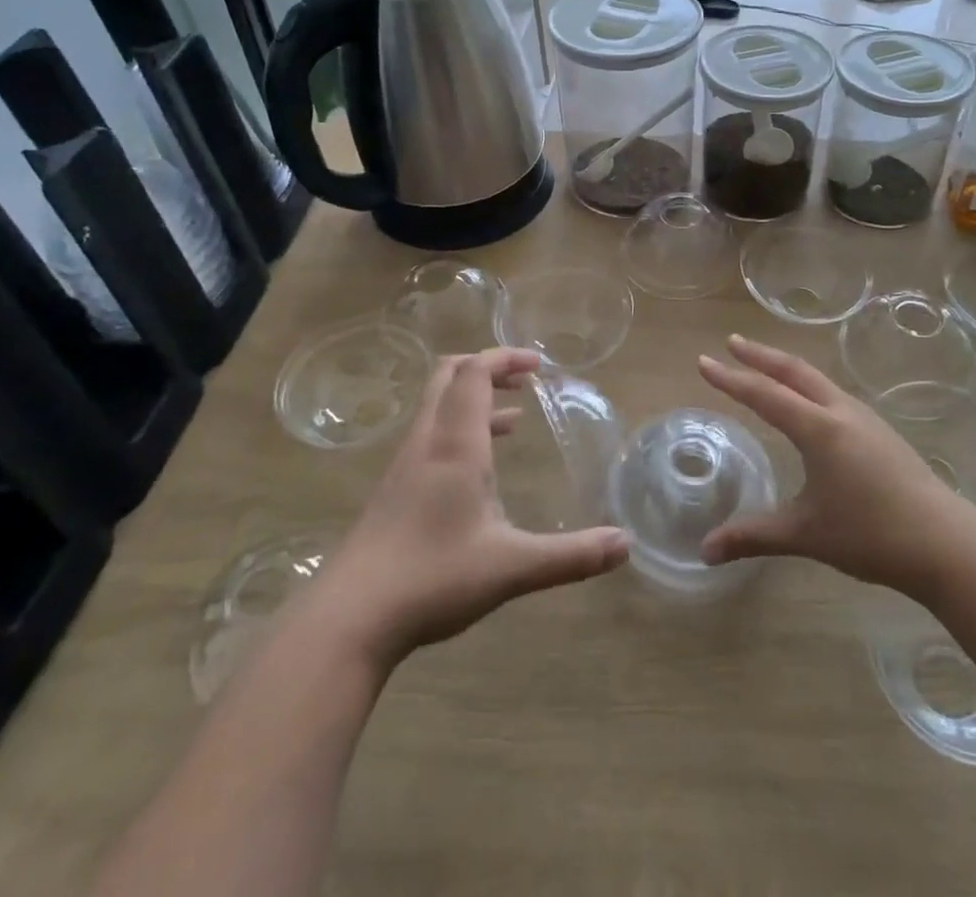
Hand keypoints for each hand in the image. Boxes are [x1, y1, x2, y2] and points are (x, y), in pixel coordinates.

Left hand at [303, 349, 628, 670]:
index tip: (538, 365)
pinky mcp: (394, 491)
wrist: (349, 617)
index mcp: (455, 443)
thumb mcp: (511, 566)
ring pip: (437, 407)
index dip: (504, 358)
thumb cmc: (432, 577)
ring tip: (512, 418)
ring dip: (473, 399)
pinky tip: (478, 469)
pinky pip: (430, 437)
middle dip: (487, 367)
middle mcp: (427, 442)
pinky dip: (459, 430)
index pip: (474, 372)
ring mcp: (405, 465)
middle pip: (449, 376)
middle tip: (523, 379)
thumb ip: (570, 555)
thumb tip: (626, 544)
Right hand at [696, 336, 970, 598]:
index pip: (764, 394)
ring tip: (765, 365)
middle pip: (794, 371)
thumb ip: (753, 536)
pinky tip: (808, 402)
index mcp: (818, 428)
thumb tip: (705, 551)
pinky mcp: (879, 431)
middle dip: (760, 355)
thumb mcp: (805, 534)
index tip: (704, 362)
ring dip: (786, 367)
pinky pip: (832, 393)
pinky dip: (807, 384)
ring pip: (816, 379)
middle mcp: (839, 412)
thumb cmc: (870, 534)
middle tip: (732, 343)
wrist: (944, 542)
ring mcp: (864, 418)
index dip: (731, 378)